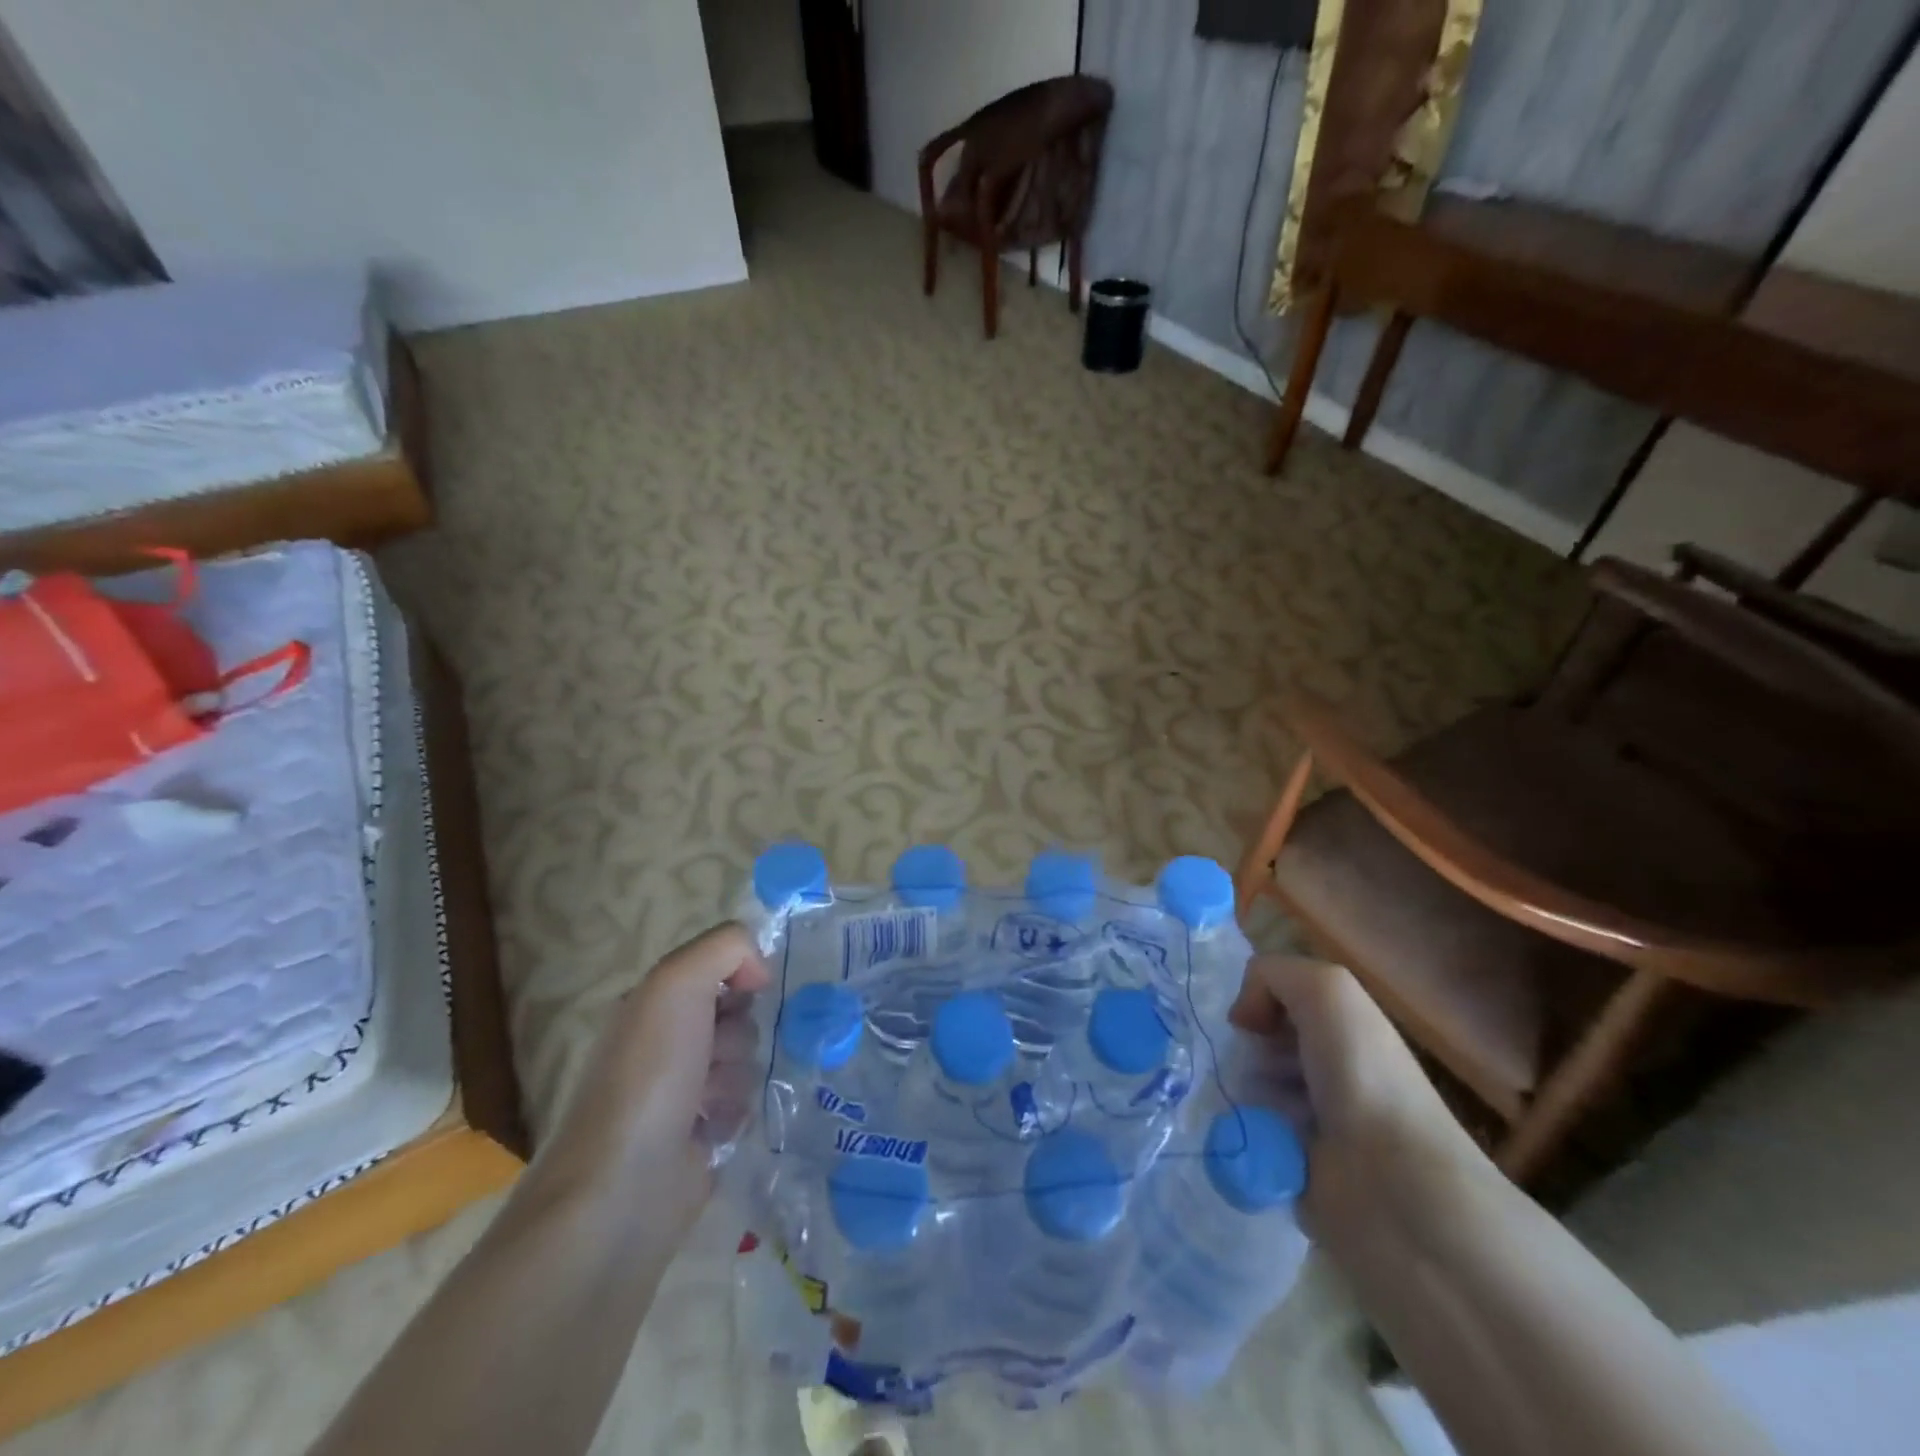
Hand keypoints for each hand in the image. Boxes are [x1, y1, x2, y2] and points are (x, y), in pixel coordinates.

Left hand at [539, 924, 769, 1238]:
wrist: (624, 1184)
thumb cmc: (649, 1072)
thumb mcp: (677, 982)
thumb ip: (725, 947)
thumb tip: (759, 970)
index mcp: (654, 1002)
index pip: (720, 969)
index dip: (737, 977)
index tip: (741, 994)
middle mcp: (667, 1040)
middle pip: (740, 1014)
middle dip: (736, 1033)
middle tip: (710, 1056)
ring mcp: (683, 1089)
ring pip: (747, 1059)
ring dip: (734, 1077)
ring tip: (704, 1103)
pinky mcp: (701, 1133)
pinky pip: (745, 1103)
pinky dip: (734, 1113)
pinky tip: (710, 1130)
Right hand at [1229, 955, 1485, 1225]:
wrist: (1393, 1186)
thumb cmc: (1363, 1076)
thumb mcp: (1326, 989)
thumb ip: (1272, 974)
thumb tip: (1244, 1018)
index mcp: (1345, 1029)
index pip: (1280, 999)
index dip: (1259, 1002)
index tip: (1251, 1025)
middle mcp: (1330, 1069)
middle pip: (1259, 1041)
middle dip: (1244, 1049)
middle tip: (1251, 1068)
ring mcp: (1311, 1121)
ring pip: (1247, 1085)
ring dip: (1238, 1089)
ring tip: (1250, 1107)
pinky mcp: (1293, 1165)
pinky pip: (1245, 1133)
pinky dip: (1239, 1131)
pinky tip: (1250, 1137)